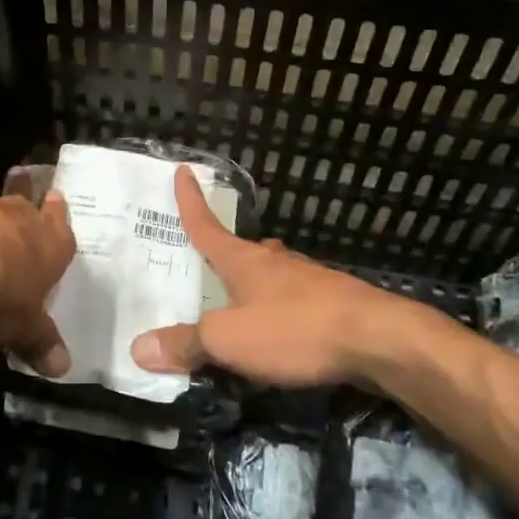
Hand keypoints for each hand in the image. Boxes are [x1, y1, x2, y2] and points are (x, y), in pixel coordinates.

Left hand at [0, 192, 76, 376]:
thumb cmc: (1, 296)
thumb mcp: (24, 328)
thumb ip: (40, 342)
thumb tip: (62, 368)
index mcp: (53, 244)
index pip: (62, 229)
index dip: (58, 219)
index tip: (55, 200)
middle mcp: (23, 219)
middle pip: (28, 209)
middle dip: (27, 212)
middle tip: (26, 208)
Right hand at [130, 166, 449, 386]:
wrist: (379, 340)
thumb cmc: (295, 330)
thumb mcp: (229, 340)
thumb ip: (186, 344)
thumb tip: (138, 347)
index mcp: (244, 261)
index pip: (207, 226)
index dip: (190, 201)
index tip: (183, 170)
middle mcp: (274, 261)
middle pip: (242, 249)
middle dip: (225, 251)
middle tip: (209, 260)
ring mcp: (309, 279)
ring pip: (272, 272)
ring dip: (255, 280)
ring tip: (242, 297)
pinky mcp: (334, 302)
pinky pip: (295, 298)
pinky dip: (280, 306)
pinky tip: (283, 325)